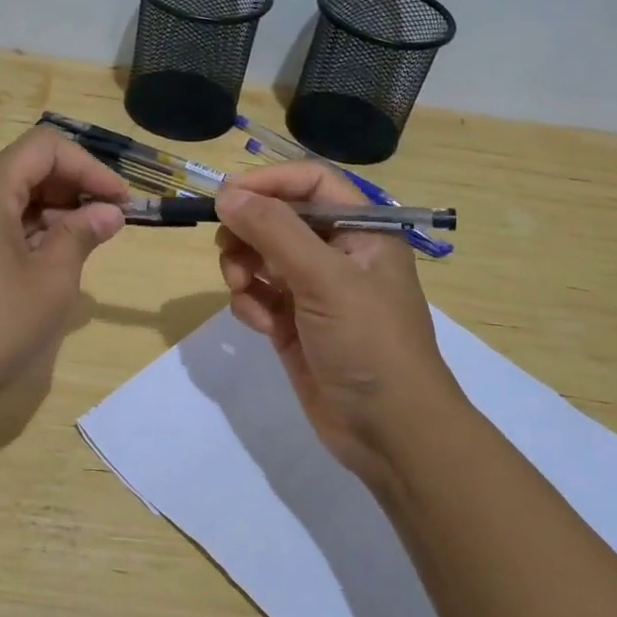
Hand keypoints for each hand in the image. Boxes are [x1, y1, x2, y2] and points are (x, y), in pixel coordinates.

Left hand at [0, 127, 128, 419]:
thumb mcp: (52, 280)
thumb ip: (82, 235)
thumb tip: (108, 212)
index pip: (44, 147)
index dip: (89, 167)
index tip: (120, 201)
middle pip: (22, 170)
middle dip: (71, 190)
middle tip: (107, 224)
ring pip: (5, 200)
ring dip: (49, 214)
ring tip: (82, 247)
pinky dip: (21, 233)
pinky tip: (43, 265)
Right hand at [214, 163, 468, 488]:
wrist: (390, 433)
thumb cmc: (369, 343)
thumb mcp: (325, 279)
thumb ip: (274, 232)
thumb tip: (226, 194)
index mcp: (362, 231)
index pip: (312, 183)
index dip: (269, 182)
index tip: (226, 196)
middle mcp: (338, 255)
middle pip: (279, 219)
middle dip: (249, 232)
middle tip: (228, 251)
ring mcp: (314, 292)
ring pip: (262, 258)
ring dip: (243, 268)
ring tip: (242, 290)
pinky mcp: (294, 326)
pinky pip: (259, 297)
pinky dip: (251, 305)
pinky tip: (261, 327)